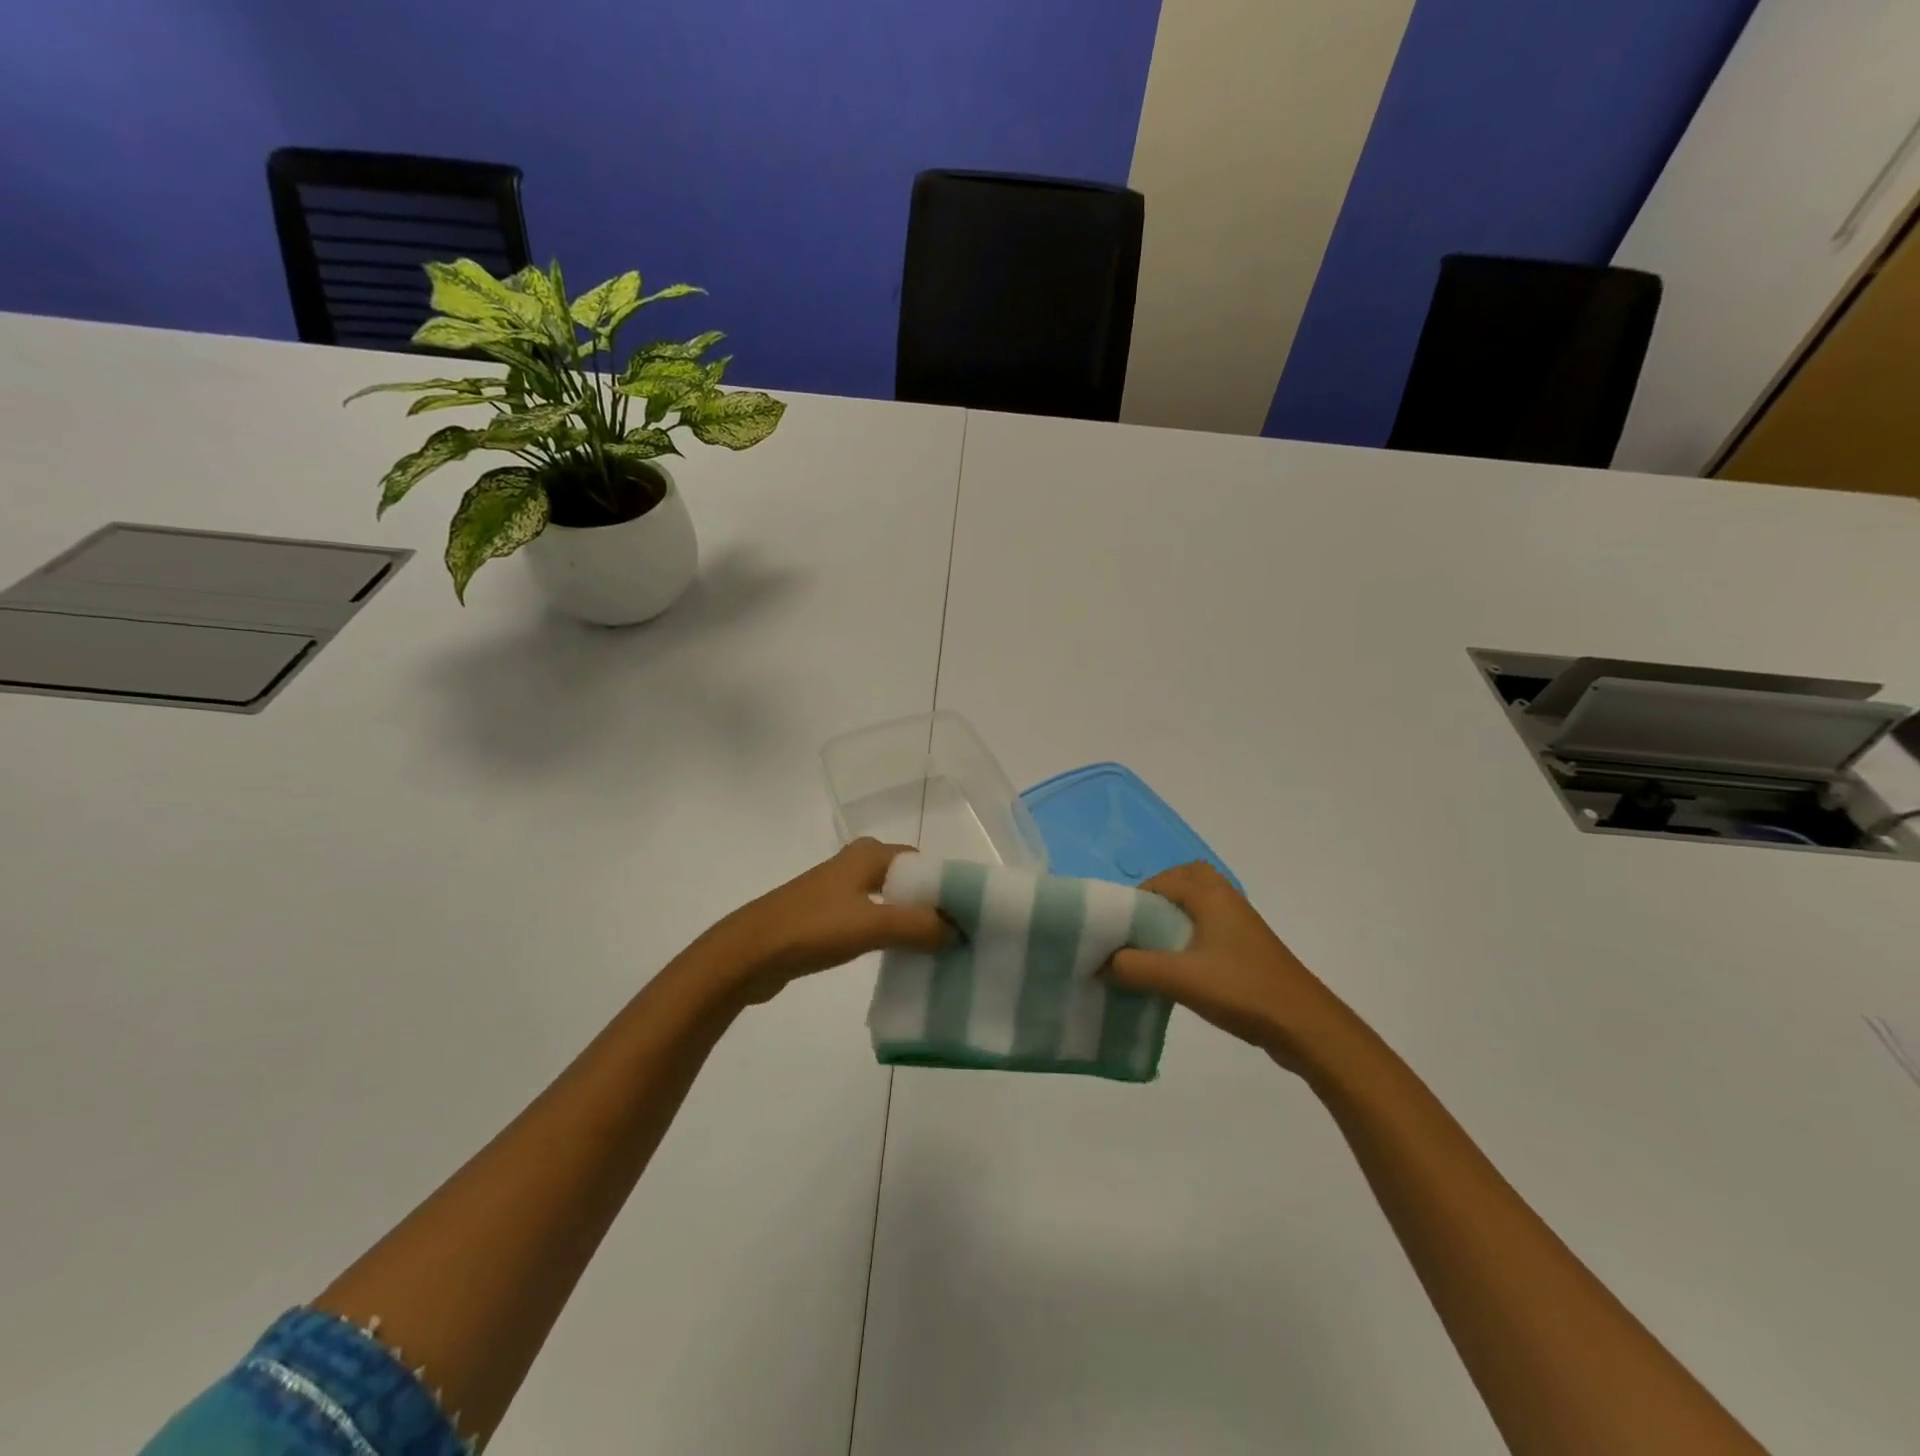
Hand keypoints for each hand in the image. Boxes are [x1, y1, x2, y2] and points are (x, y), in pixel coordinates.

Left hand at [709, 839, 952, 1004]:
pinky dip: (889, 933)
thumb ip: (920, 926)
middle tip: (959, 938)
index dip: (948, 889)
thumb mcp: (873, 924)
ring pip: (890, 902)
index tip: (970, 919)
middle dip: (932, 907)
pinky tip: (901, 957)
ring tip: (938, 951)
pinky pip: (872, 920)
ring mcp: (840, 891)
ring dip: (912, 923)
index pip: (924, 864)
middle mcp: (857, 864)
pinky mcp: (827, 916)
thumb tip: (959, 931)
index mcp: (870, 853)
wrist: (749, 954)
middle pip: (909, 883)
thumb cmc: (813, 928)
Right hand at [1107, 862, 1357, 1074]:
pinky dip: (1184, 944)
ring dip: (1166, 929)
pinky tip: (1175, 975)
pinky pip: (1203, 932)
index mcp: (1209, 892)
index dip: (1131, 904)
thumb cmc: (1242, 990)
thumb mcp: (1179, 978)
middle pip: (1176, 889)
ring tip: (1147, 959)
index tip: (1114, 933)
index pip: (1157, 882)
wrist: (1306, 1027)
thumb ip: (1132, 968)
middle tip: (1131, 939)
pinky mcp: (1244, 948)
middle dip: (1150, 910)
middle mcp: (1223, 898)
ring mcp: (1237, 923)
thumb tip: (1099, 963)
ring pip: (1190, 913)